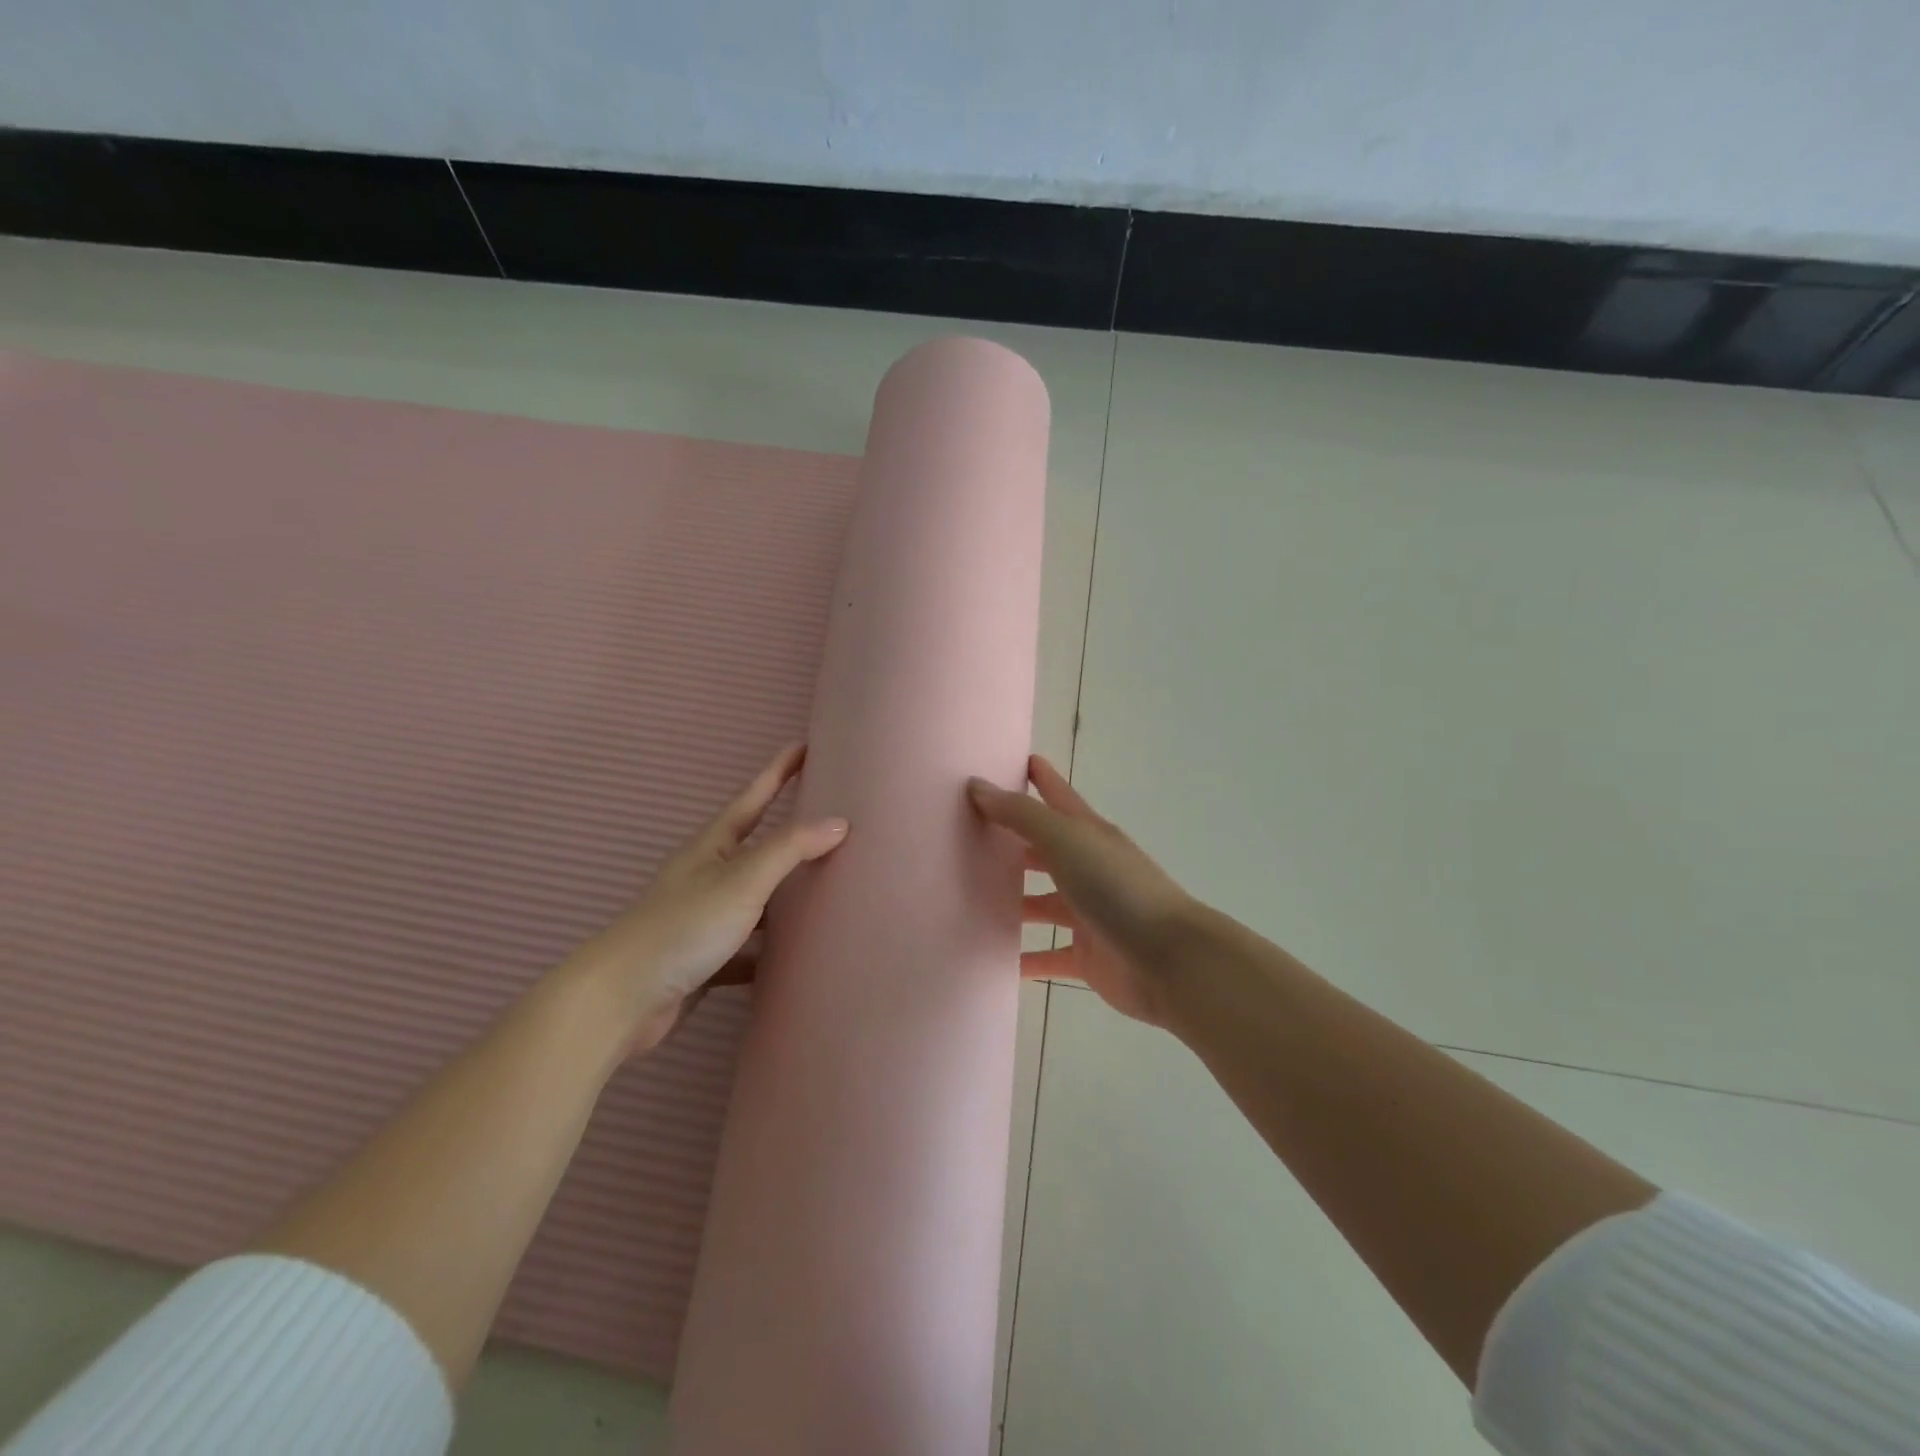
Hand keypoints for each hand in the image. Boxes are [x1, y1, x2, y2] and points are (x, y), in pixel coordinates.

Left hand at [567, 744, 848, 1054]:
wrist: (622, 999)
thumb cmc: (684, 925)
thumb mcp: (743, 879)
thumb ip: (790, 848)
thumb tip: (839, 822)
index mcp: (713, 847)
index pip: (753, 797)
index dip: (778, 771)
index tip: (804, 745)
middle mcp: (707, 876)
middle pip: (755, 846)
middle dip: (788, 833)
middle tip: (828, 819)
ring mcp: (703, 918)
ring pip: (755, 900)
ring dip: (784, 896)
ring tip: (825, 891)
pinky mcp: (703, 959)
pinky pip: (747, 948)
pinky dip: (768, 951)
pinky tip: (795, 959)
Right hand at [967, 756, 1193, 1026]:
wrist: (1169, 961)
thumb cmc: (1117, 889)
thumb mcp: (1066, 840)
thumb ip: (1021, 815)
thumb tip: (977, 786)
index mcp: (1088, 834)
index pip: (1057, 795)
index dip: (1038, 777)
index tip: (1009, 761)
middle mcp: (1088, 869)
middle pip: (1045, 850)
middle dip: (1013, 843)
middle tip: (969, 838)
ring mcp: (1088, 914)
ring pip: (1043, 904)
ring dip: (1014, 902)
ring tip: (972, 900)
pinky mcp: (1088, 956)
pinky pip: (1049, 956)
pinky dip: (1026, 959)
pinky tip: (996, 961)